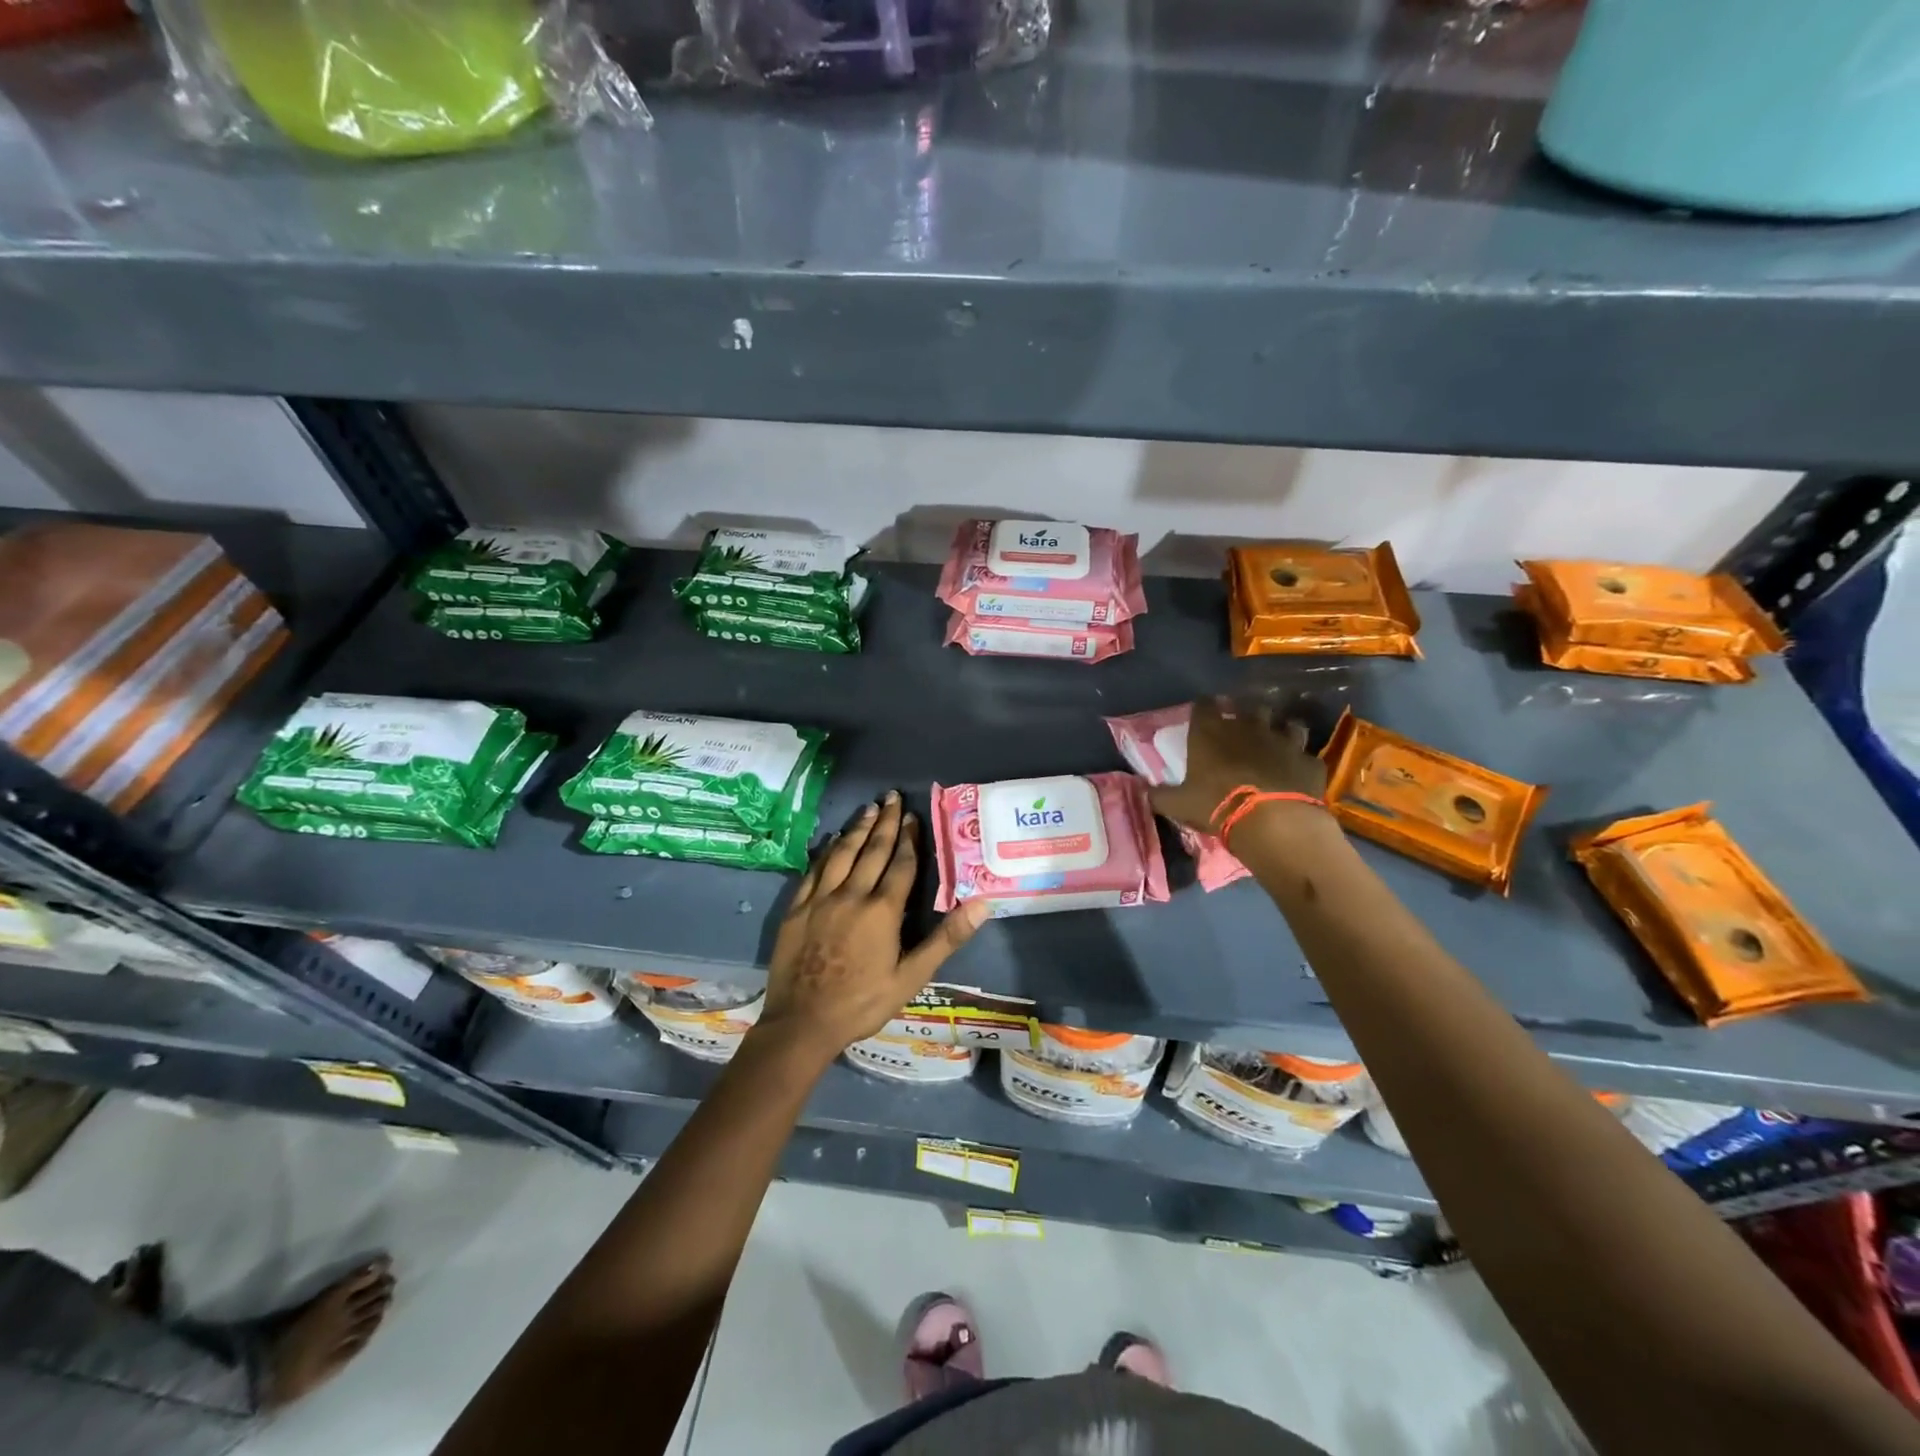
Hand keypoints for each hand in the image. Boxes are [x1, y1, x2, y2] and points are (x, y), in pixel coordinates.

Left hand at [757, 792, 988, 1063]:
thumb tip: (982, 904)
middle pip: (872, 850)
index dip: (909, 838)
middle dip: (885, 822)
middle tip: (892, 796)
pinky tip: (833, 840)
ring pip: (842, 853)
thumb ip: (946, 938)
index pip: (900, 864)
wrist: (802, 1024)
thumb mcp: (912, 977)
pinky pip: (814, 870)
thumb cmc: (863, 1003)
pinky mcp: (797, 908)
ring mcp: (820, 899)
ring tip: (869, 808)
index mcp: (882, 910)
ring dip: (857, 828)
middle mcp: (851, 895)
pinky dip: (827, 851)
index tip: (913, 815)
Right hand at [1149, 697, 1328, 833]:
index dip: (1205, 708)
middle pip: (1249, 707)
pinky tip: (1297, 773)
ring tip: (1276, 744)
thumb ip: (1159, 795)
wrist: (1272, 820)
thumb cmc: (1216, 805)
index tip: (1204, 714)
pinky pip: (1306, 756)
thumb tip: (1142, 790)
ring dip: (1281, 731)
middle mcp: (1248, 726)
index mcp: (1211, 732)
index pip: (1205, 705)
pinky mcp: (1308, 760)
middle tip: (1242, 728)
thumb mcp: (1177, 804)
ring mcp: (1283, 740)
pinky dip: (1301, 762)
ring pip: (1286, 724)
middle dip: (1246, 714)